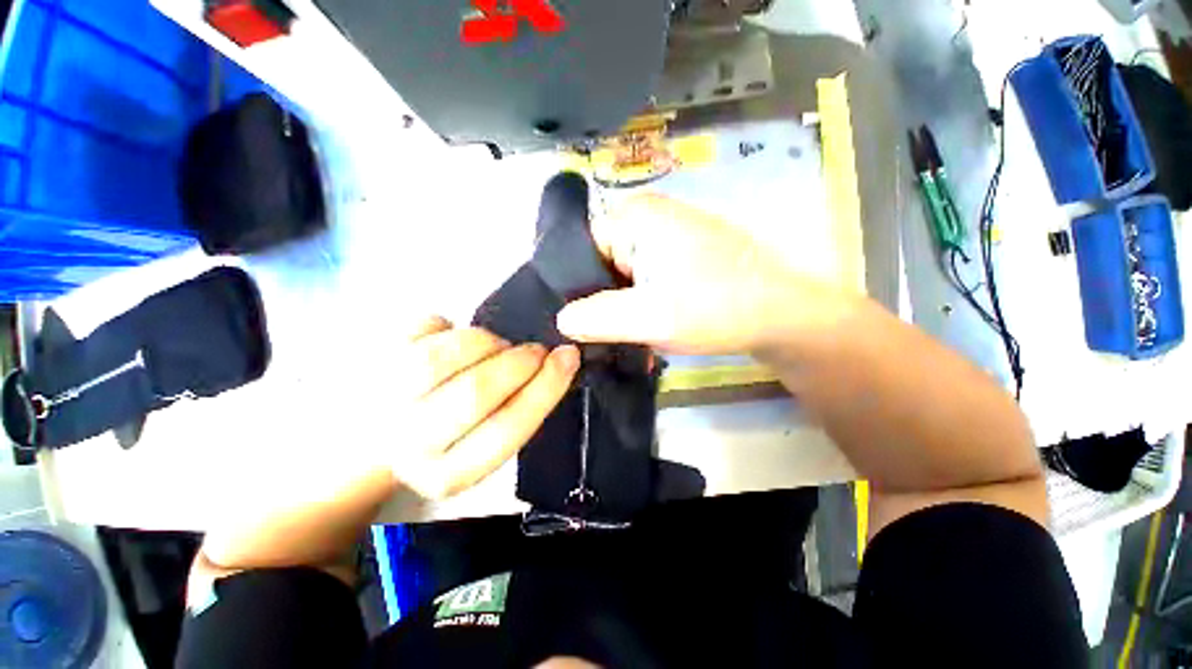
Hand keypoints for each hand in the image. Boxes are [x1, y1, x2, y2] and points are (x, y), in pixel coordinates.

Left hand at [389, 317, 578, 499]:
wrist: (369, 441)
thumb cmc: (441, 441)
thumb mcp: (481, 447)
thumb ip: (515, 414)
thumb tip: (553, 364)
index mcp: (449, 474)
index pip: (508, 429)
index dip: (546, 387)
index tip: (568, 358)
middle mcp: (411, 445)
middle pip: (475, 392)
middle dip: (519, 362)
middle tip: (535, 351)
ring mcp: (383, 401)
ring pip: (443, 357)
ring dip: (486, 341)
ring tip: (496, 345)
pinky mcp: (371, 363)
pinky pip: (421, 329)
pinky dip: (450, 325)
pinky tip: (456, 336)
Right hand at [556, 196, 852, 354]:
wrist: (779, 314)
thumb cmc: (715, 308)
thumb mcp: (650, 318)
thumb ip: (598, 318)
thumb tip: (561, 319)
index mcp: (635, 217)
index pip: (580, 250)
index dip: (577, 287)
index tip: (580, 323)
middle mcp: (648, 217)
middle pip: (602, 260)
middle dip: (601, 298)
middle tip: (602, 334)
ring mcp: (666, 234)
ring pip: (624, 272)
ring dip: (622, 304)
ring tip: (625, 332)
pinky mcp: (679, 252)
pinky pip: (644, 275)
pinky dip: (640, 300)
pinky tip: (645, 323)